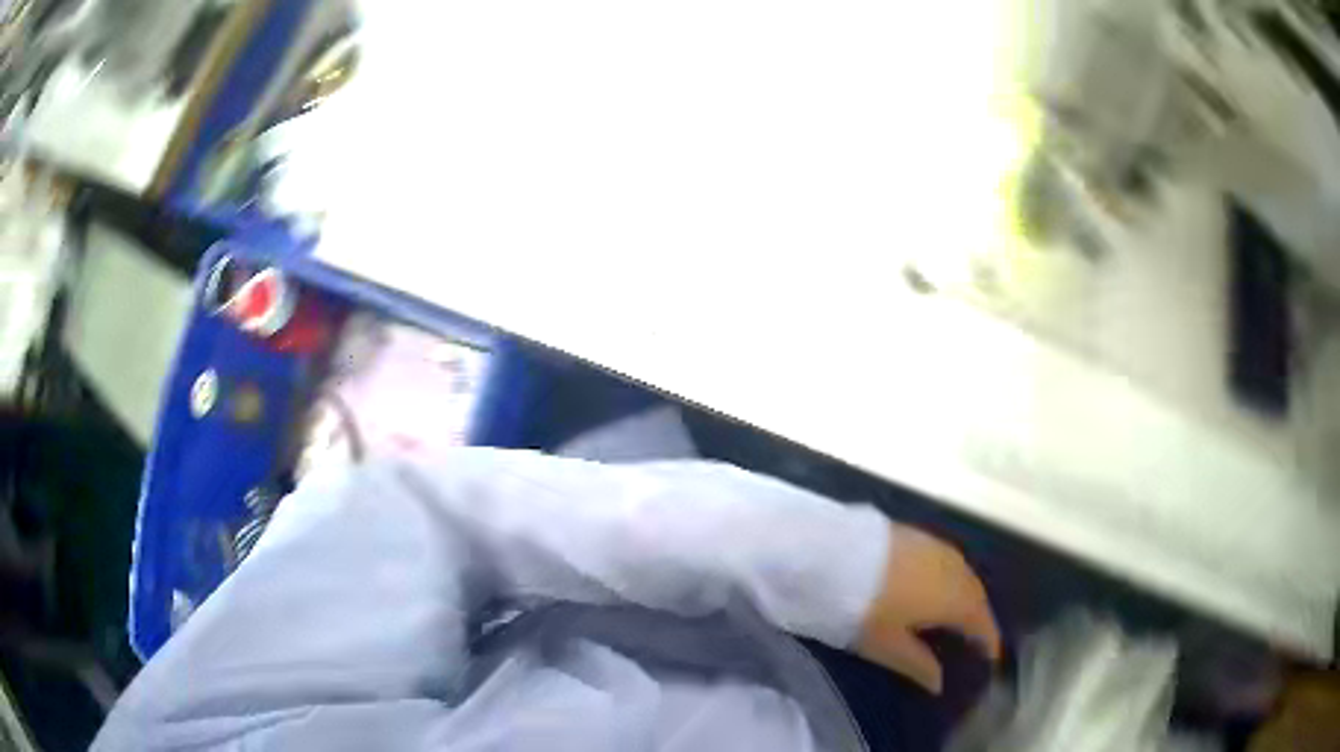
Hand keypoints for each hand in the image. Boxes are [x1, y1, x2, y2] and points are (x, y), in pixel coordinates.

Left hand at [856, 524, 1002, 693]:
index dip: (989, 639)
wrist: (828, 552)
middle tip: (976, 637)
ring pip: (963, 573)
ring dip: (966, 593)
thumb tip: (940, 683)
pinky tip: (937, 587)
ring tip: (958, 615)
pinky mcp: (916, 533)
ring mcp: (935, 546)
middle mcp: (954, 567)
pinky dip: (950, 576)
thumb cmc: (862, 608)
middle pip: (977, 593)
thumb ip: (918, 664)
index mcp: (955, 597)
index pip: (982, 620)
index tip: (991, 655)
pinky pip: (946, 559)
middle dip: (980, 615)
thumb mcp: (887, 645)